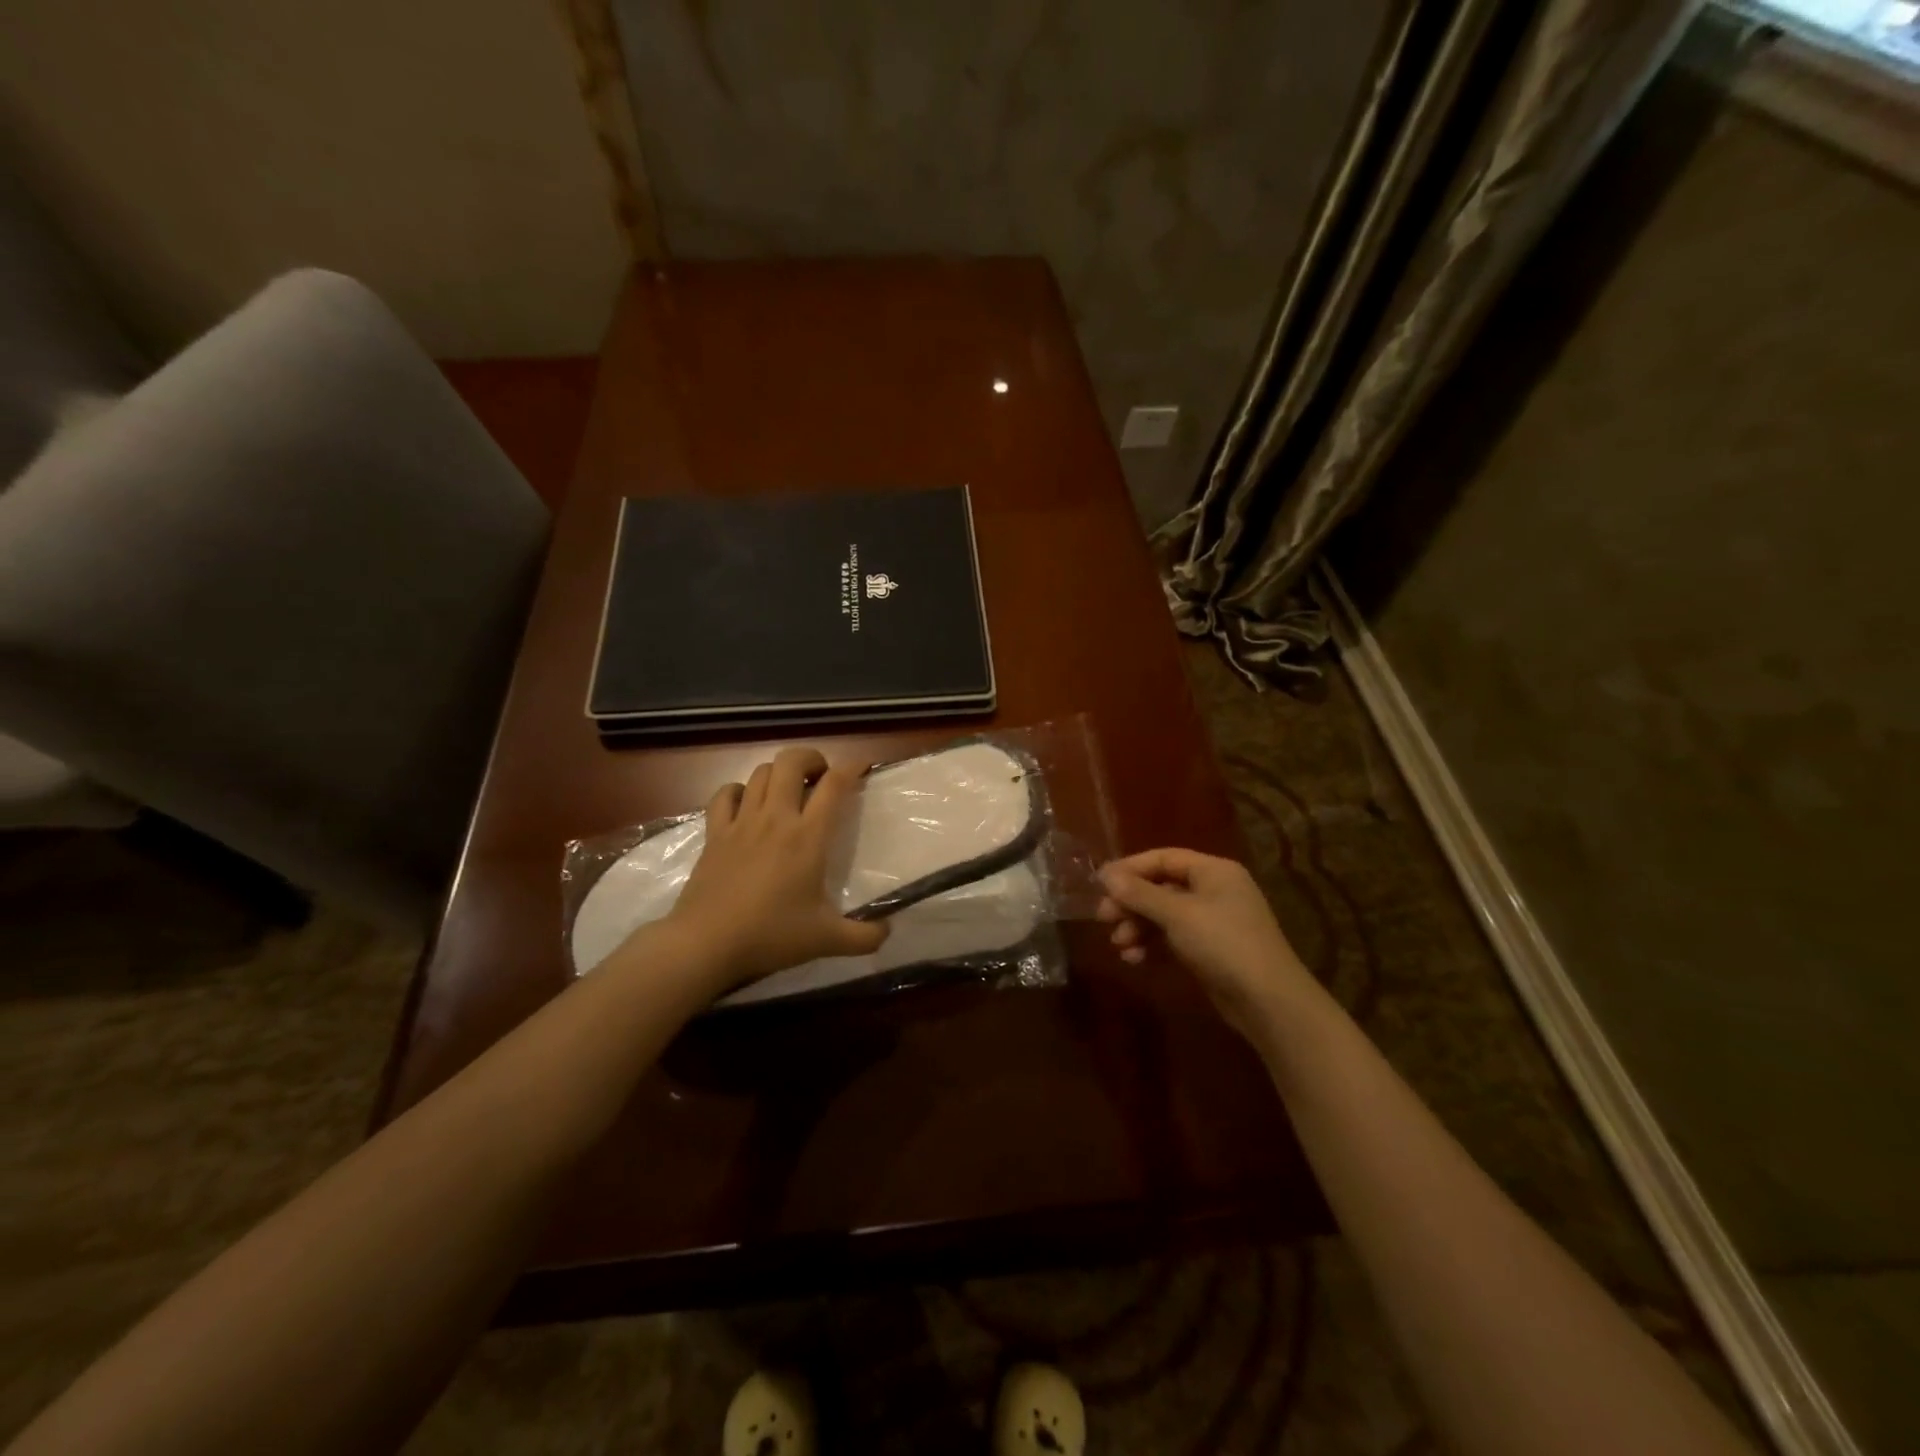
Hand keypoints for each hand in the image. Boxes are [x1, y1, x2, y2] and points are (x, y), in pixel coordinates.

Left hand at [668, 747, 887, 988]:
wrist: (706, 943)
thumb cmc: (771, 935)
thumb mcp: (827, 940)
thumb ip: (865, 937)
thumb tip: (888, 931)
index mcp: (808, 836)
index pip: (834, 785)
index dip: (852, 768)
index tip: (862, 768)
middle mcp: (776, 818)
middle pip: (792, 762)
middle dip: (811, 758)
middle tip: (821, 777)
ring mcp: (742, 822)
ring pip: (761, 772)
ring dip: (780, 772)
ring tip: (789, 789)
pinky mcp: (714, 833)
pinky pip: (725, 794)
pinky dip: (739, 790)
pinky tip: (746, 802)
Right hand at [1097, 848, 1318, 1042]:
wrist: (1268, 1001)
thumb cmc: (1223, 944)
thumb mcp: (1177, 914)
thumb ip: (1140, 893)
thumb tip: (1106, 875)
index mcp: (1213, 871)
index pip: (1163, 858)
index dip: (1130, 868)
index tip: (1099, 884)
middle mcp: (1214, 890)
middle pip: (1161, 886)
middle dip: (1131, 902)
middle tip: (1103, 918)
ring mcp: (1212, 921)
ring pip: (1163, 914)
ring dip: (1137, 926)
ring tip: (1117, 944)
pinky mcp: (1209, 949)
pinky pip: (1172, 937)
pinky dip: (1152, 944)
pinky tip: (1134, 958)